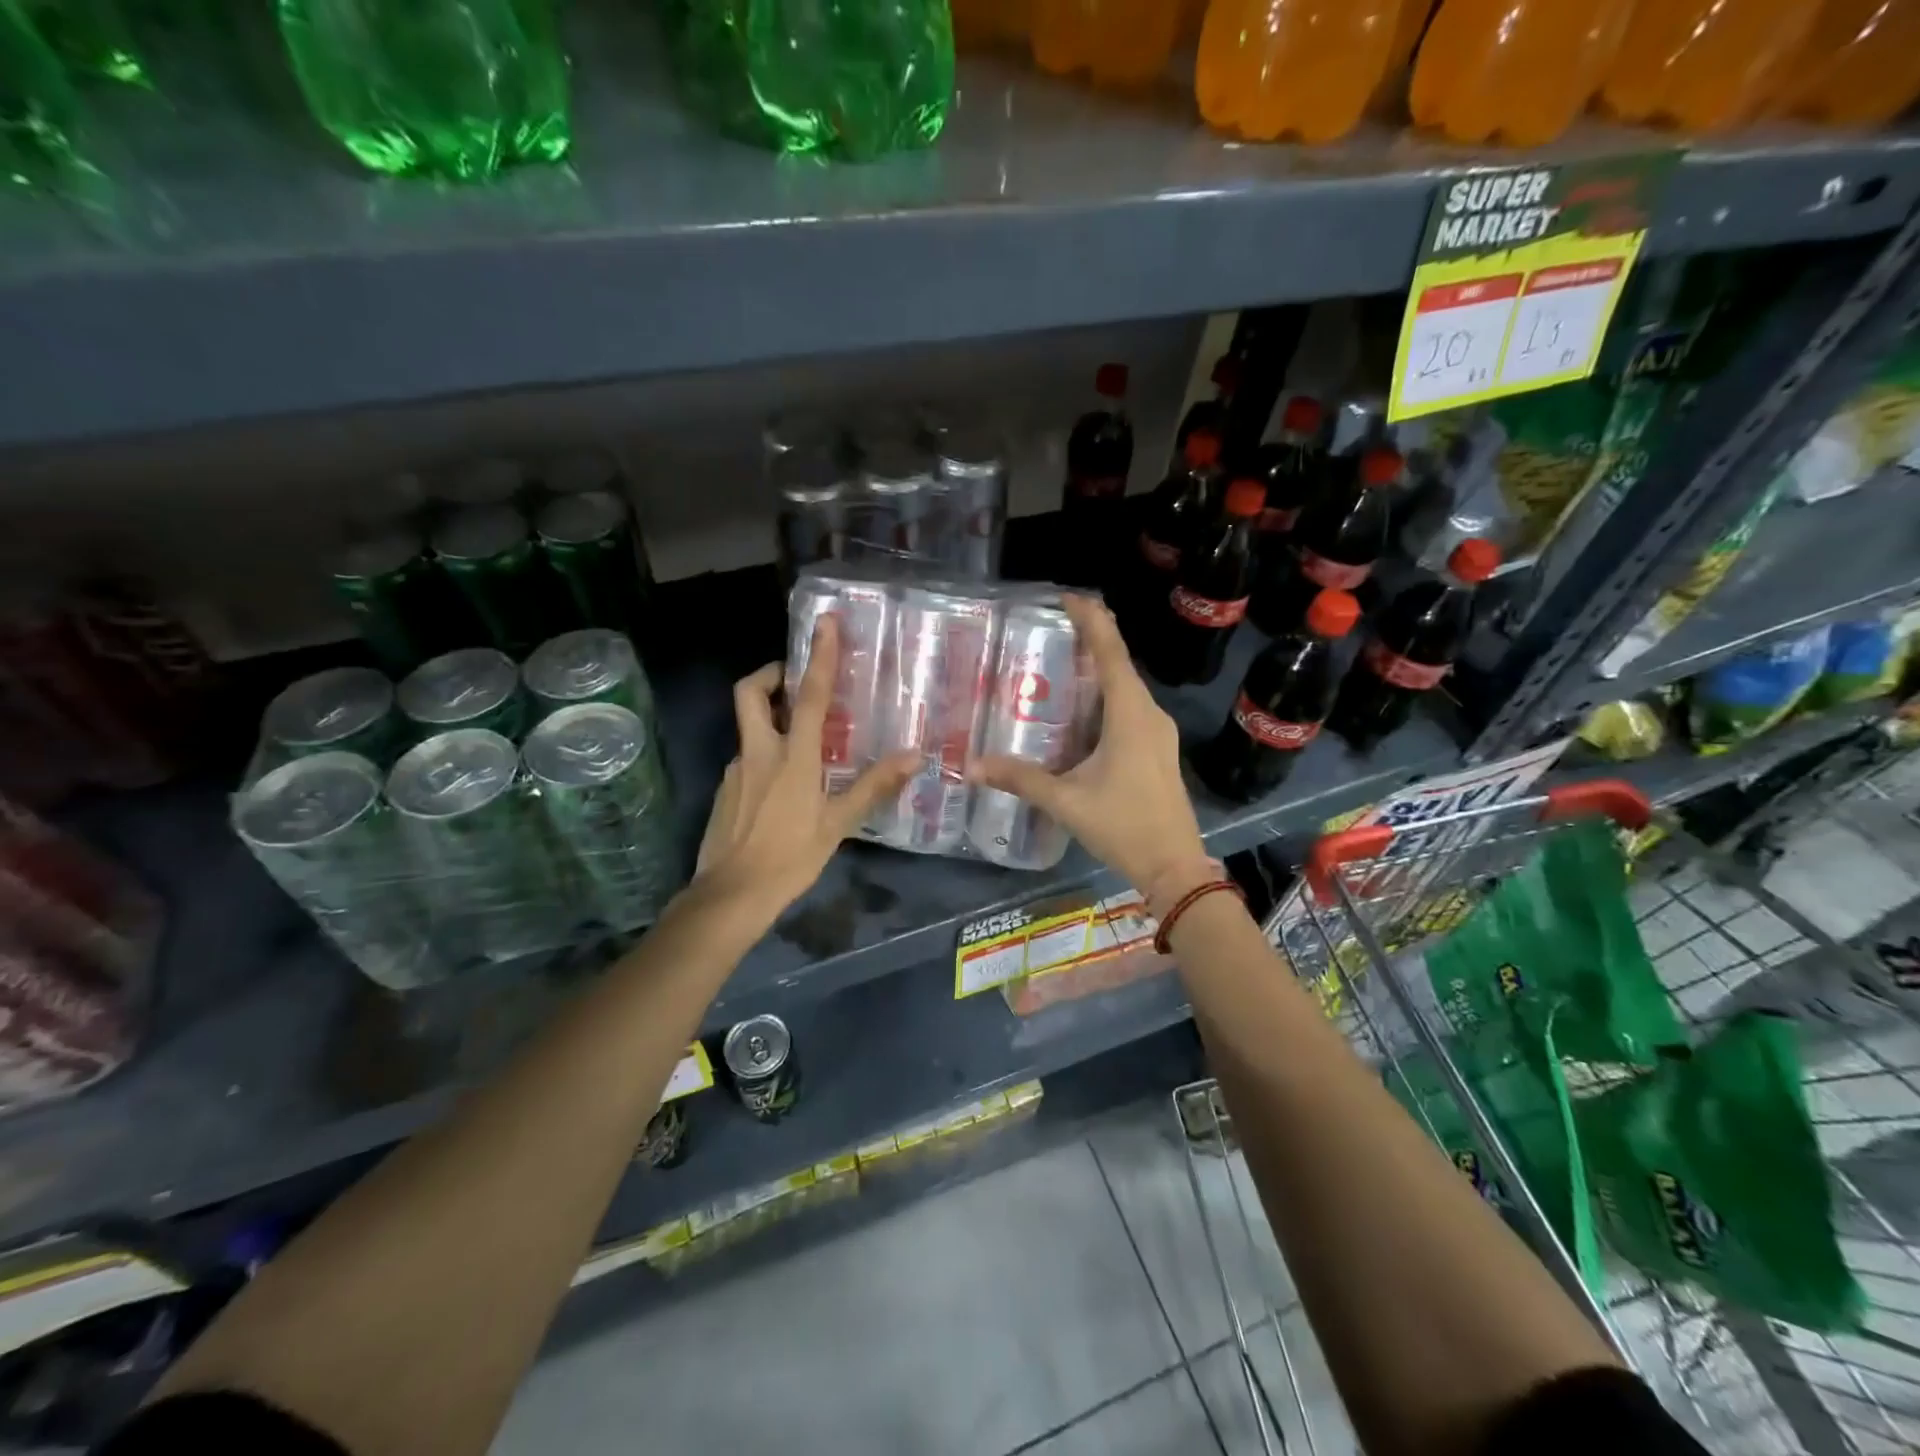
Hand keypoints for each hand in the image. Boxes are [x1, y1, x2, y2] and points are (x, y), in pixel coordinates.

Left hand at [695, 616, 916, 916]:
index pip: (807, 695)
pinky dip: (765, 756)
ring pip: (749, 727)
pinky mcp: (725, 790)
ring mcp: (736, 770)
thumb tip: (915, 757)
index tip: (824, 623)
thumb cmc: (790, 858)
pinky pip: (747, 759)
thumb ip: (874, 786)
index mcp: (791, 757)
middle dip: (769, 672)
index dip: (818, 656)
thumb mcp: (838, 824)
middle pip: (750, 692)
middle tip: (794, 678)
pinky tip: (783, 788)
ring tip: (803, 742)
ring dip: (771, 719)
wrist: (730, 896)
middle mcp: (758, 752)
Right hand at [970, 595, 1211, 911]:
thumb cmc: (1124, 826)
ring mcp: (1159, 732)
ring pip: (1128, 687)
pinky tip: (1085, 709)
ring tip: (1065, 660)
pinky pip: (1131, 707)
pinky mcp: (1159, 749)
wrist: (1175, 867)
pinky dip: (1108, 695)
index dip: (1092, 621)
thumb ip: (1021, 779)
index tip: (1068, 597)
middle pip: (1121, 664)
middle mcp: (1149, 714)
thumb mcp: (1066, 801)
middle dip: (1093, 639)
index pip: (1112, 653)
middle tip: (1055, 626)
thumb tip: (972, 766)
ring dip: (1101, 668)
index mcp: (1130, 715)